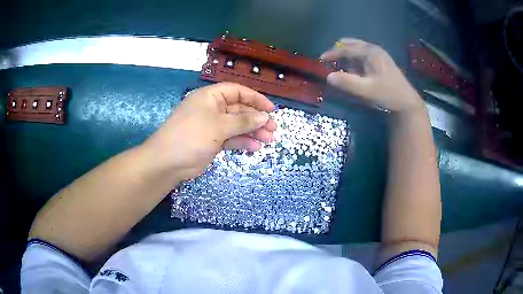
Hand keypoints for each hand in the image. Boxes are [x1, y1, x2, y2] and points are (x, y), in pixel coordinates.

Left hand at [142, 82, 275, 180]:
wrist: (168, 162)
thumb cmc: (192, 136)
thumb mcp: (219, 126)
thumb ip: (243, 121)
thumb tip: (265, 117)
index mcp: (211, 97)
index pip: (237, 91)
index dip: (255, 98)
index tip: (271, 109)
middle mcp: (212, 109)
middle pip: (239, 109)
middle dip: (257, 118)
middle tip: (273, 129)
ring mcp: (212, 126)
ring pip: (237, 125)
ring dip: (253, 131)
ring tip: (269, 140)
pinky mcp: (212, 141)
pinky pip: (231, 138)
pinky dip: (243, 142)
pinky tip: (255, 147)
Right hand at [321, 38, 423, 112]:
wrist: (407, 102)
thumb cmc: (388, 94)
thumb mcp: (367, 90)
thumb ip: (348, 83)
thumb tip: (328, 77)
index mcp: (370, 52)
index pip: (346, 49)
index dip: (332, 53)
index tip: (321, 59)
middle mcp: (374, 49)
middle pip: (352, 45)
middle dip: (339, 51)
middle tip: (329, 61)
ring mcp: (379, 55)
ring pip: (357, 50)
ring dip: (347, 56)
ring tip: (339, 66)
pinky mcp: (381, 62)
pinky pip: (363, 56)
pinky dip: (355, 60)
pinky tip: (353, 69)